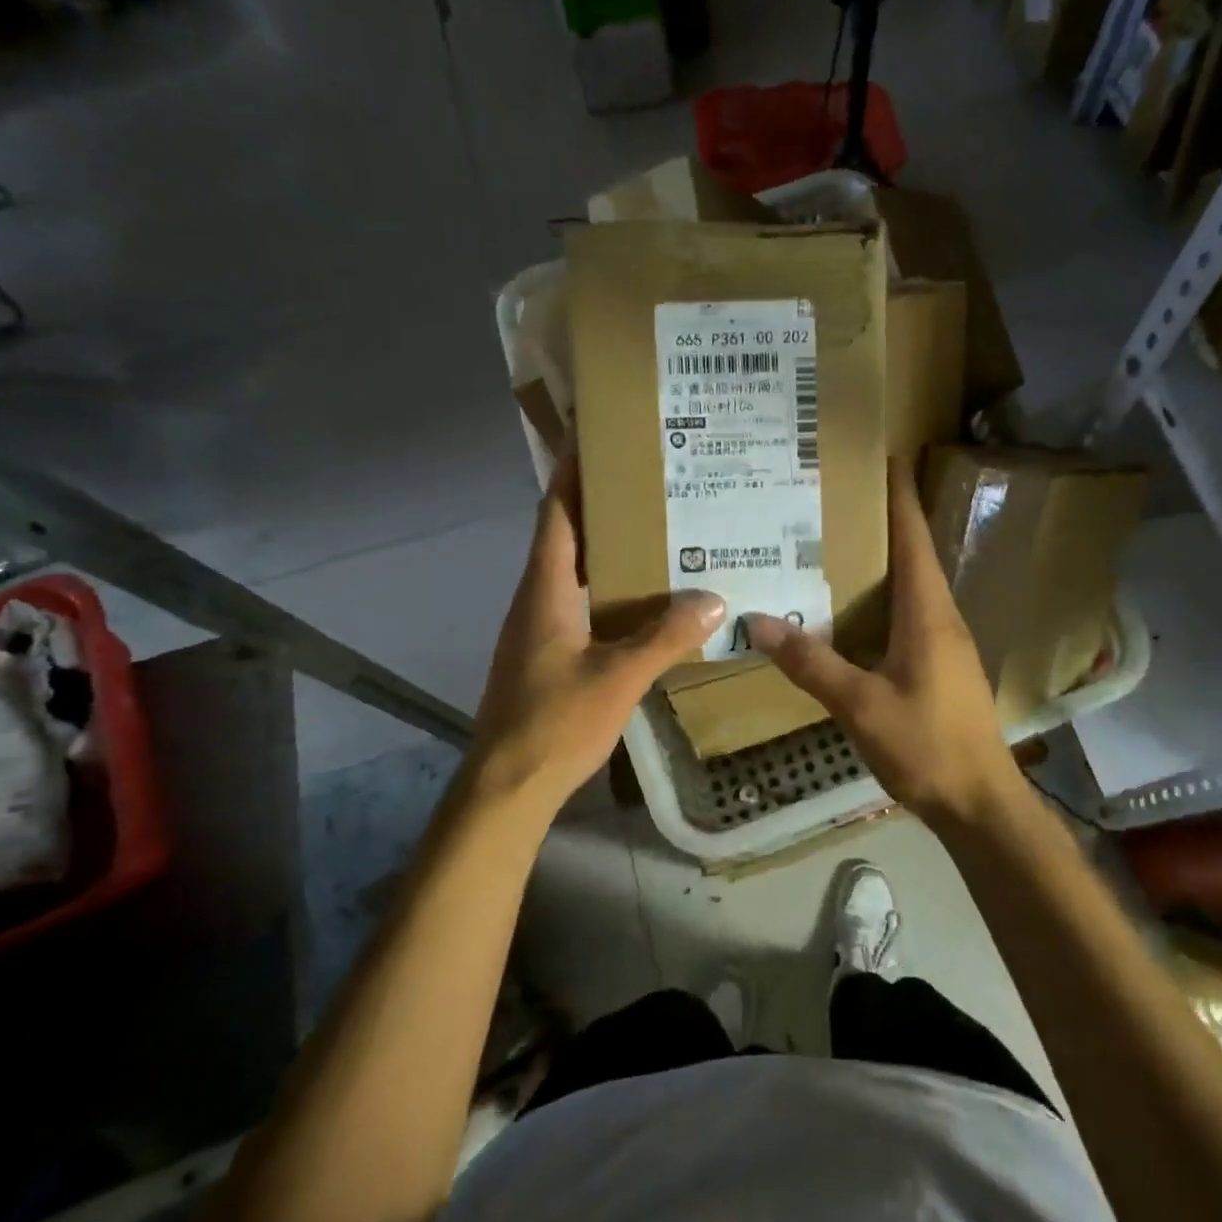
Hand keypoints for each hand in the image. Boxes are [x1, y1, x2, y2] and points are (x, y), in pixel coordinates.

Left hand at [470, 458, 724, 811]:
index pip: (555, 514)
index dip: (570, 471)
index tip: (591, 435)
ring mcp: (537, 628)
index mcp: (545, 590)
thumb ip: (666, 637)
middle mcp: (536, 599)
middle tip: (646, 480)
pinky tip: (641, 597)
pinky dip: (605, 586)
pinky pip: (577, 602)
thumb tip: (714, 599)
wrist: (506, 787)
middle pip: (563, 534)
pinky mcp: (545, 654)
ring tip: (652, 530)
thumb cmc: (555, 722)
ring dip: (603, 545)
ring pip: (571, 570)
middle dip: (597, 502)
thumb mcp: (620, 677)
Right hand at [745, 463, 1021, 822]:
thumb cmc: (926, 746)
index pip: (914, 539)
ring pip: (913, 587)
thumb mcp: (859, 704)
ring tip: (839, 546)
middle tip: (839, 501)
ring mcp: (947, 644)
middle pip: (915, 555)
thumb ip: (810, 662)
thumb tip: (759, 621)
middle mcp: (942, 618)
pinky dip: (885, 597)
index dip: (901, 497)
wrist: (981, 803)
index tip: (886, 458)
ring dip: (884, 561)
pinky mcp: (943, 667)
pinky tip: (856, 612)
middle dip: (884, 522)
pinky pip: (912, 615)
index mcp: (928, 613)